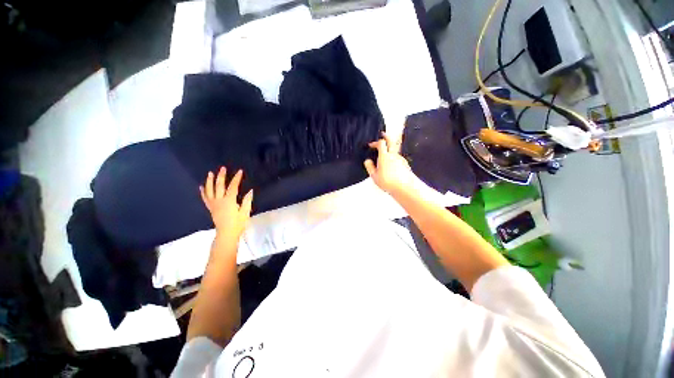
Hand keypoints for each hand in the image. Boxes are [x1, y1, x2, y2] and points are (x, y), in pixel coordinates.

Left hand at [199, 167, 253, 241]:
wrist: (226, 234)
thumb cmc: (238, 224)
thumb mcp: (245, 212)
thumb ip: (247, 201)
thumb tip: (250, 191)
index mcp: (229, 201)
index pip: (233, 187)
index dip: (236, 178)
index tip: (240, 171)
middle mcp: (219, 201)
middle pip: (219, 186)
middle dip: (221, 176)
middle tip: (222, 168)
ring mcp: (213, 204)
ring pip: (210, 190)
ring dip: (210, 181)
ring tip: (210, 173)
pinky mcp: (211, 208)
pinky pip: (205, 198)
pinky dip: (203, 192)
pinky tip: (201, 186)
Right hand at [364, 132, 415, 196]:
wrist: (404, 188)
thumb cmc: (387, 182)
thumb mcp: (374, 176)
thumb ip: (370, 167)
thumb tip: (367, 160)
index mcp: (384, 156)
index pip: (381, 143)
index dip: (375, 142)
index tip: (371, 145)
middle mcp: (393, 155)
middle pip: (391, 141)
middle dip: (386, 136)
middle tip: (382, 134)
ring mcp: (401, 158)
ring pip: (395, 149)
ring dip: (390, 148)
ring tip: (385, 153)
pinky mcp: (405, 163)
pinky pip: (398, 157)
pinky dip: (394, 156)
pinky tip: (392, 163)